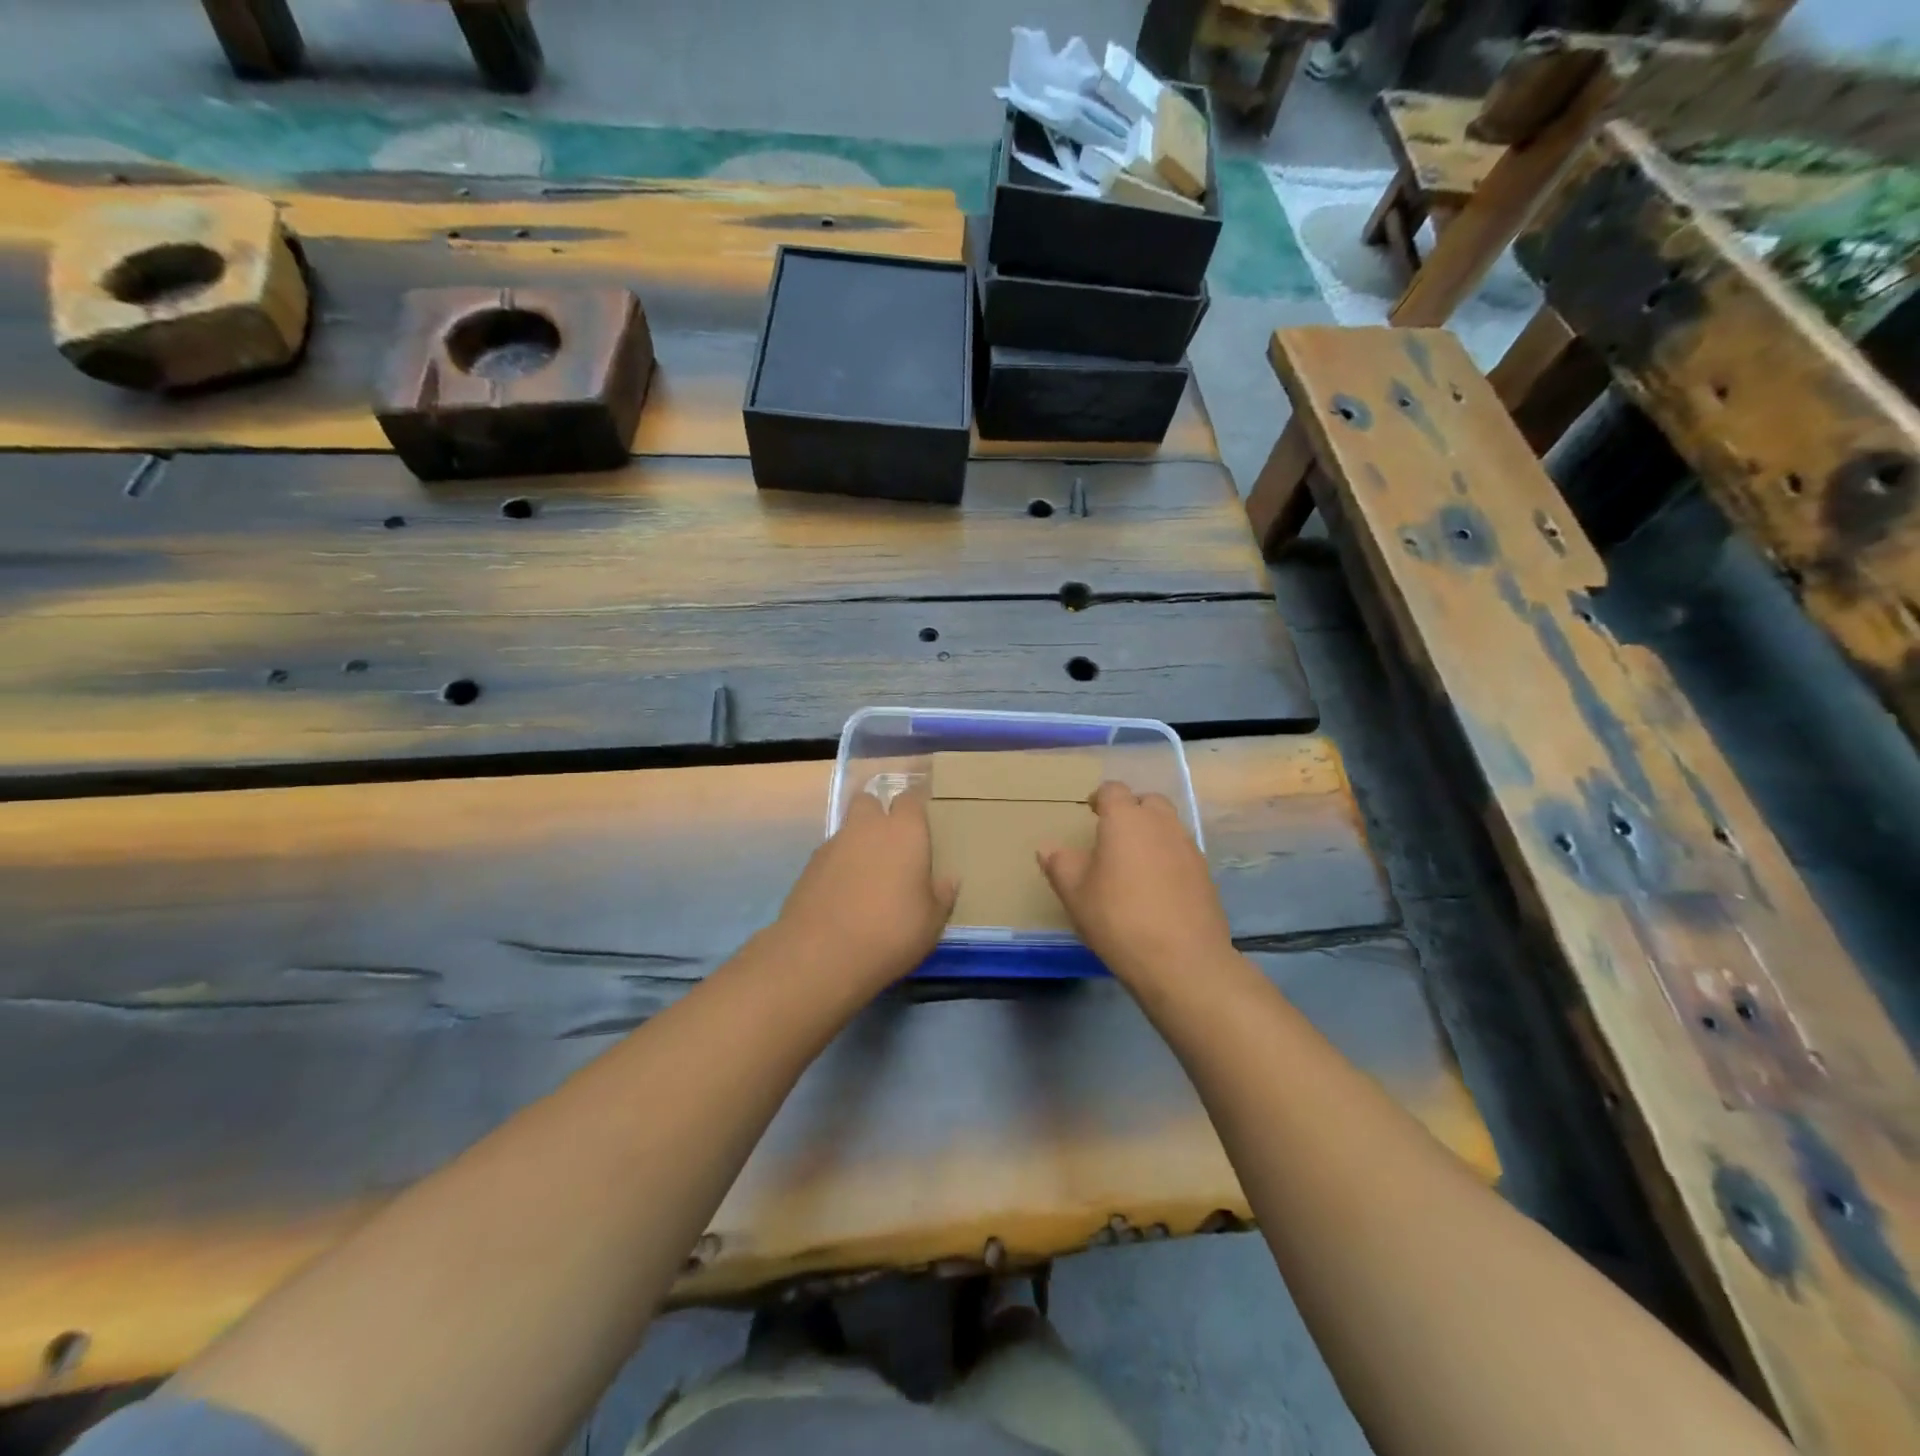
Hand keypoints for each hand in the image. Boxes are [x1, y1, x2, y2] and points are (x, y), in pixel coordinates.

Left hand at [776, 790, 956, 993]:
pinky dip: (838, 867)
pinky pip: (830, 855)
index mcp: (904, 832)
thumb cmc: (890, 932)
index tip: (923, 820)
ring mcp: (833, 845)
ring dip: (858, 843)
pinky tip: (844, 896)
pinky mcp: (809, 867)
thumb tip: (948, 879)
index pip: (911, 798)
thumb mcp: (931, 922)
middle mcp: (867, 828)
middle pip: (870, 801)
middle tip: (892, 843)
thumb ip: (941, 895)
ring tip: (868, 877)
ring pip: (848, 829)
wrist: (821, 955)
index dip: (916, 806)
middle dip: (879, 813)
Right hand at [1038, 782, 1232, 987]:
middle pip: (1148, 802)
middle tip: (1113, 835)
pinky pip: (1182, 852)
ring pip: (1168, 826)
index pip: (1113, 790)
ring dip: (1152, 834)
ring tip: (1134, 863)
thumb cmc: (1118, 918)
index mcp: (1126, 819)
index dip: (1100, 797)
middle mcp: (1161, 824)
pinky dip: (1168, 858)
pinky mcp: (1205, 874)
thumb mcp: (1075, 893)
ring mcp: (1188, 847)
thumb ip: (1059, 864)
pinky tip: (1157, 887)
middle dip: (1131, 810)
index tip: (1090, 813)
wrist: (1182, 960)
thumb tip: (1048, 848)